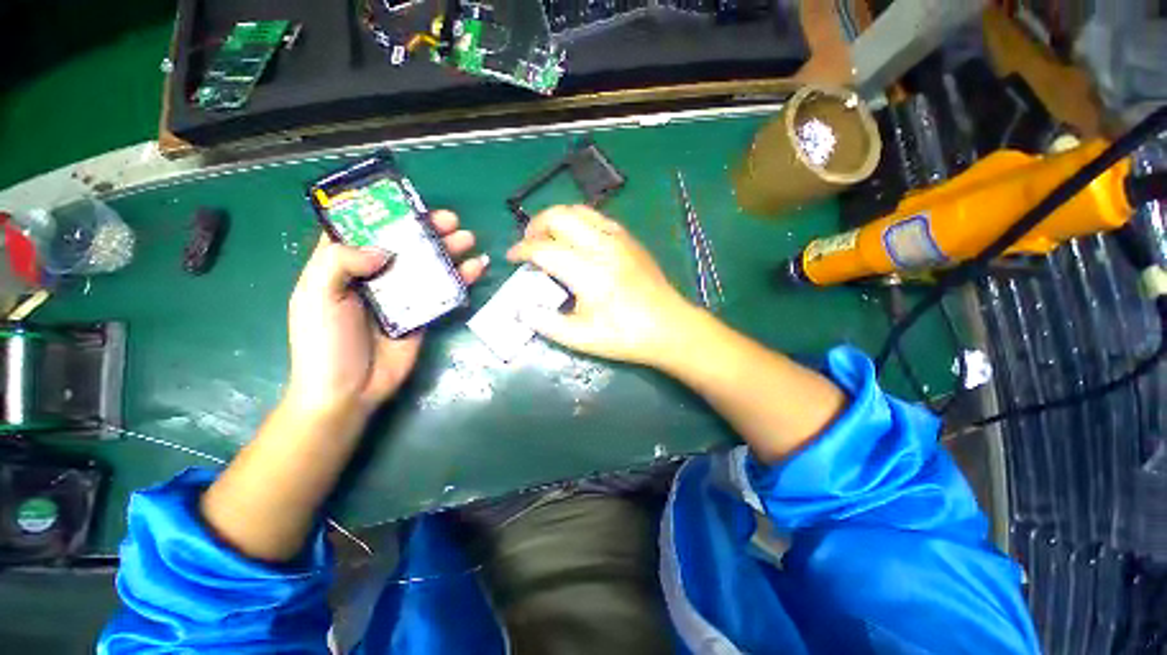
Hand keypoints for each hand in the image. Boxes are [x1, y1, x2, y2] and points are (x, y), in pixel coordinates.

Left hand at [286, 210, 487, 423]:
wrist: (350, 390)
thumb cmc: (325, 342)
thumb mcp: (315, 296)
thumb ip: (340, 262)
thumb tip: (385, 249)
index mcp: (342, 266)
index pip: (364, 229)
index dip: (386, 213)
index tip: (409, 202)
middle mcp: (375, 275)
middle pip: (405, 245)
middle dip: (428, 230)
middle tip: (451, 221)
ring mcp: (403, 295)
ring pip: (429, 265)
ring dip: (450, 250)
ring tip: (468, 239)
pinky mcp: (424, 313)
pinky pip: (444, 291)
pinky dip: (462, 278)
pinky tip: (477, 267)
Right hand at [506, 205, 692, 365]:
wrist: (670, 327)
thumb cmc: (626, 336)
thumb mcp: (582, 339)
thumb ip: (546, 323)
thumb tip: (523, 309)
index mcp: (588, 272)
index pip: (544, 249)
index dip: (521, 250)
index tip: (511, 258)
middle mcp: (602, 246)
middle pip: (559, 216)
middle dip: (535, 225)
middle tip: (528, 244)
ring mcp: (619, 239)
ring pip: (579, 211)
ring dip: (557, 219)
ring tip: (549, 238)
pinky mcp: (630, 240)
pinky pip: (598, 218)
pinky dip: (579, 222)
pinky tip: (577, 240)